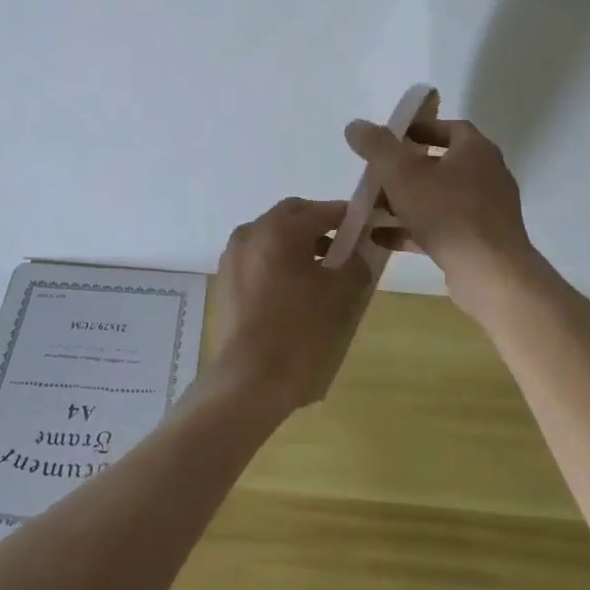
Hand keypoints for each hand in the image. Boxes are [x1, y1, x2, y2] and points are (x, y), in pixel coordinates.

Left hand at [203, 198, 373, 416]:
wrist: (249, 379)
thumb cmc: (300, 332)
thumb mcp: (341, 296)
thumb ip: (355, 264)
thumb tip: (356, 254)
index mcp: (278, 230)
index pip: (320, 210)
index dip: (346, 216)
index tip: (365, 228)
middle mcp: (250, 234)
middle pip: (290, 217)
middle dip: (318, 226)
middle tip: (343, 249)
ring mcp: (232, 258)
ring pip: (271, 239)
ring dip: (296, 246)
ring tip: (321, 275)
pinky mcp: (224, 283)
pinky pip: (257, 260)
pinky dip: (277, 265)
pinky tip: (293, 294)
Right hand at [343, 116, 537, 310]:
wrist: (490, 274)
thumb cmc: (447, 213)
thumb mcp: (402, 174)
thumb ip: (377, 147)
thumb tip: (355, 125)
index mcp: (476, 151)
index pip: (450, 128)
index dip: (420, 129)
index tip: (392, 137)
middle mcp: (487, 176)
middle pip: (442, 164)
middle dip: (406, 169)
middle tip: (376, 173)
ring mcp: (485, 211)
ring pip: (439, 198)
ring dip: (406, 201)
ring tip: (372, 208)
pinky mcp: (480, 241)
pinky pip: (441, 227)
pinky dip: (413, 229)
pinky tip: (381, 238)